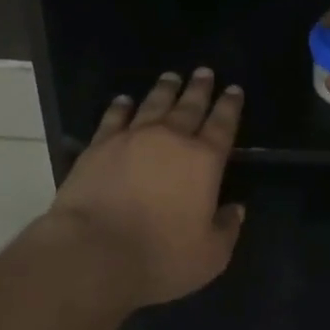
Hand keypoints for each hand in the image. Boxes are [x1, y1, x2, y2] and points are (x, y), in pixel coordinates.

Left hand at [45, 69, 245, 307]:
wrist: (94, 252)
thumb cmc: (160, 257)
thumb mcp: (210, 255)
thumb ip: (227, 229)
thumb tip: (236, 209)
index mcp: (204, 160)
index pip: (223, 125)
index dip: (230, 106)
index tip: (234, 89)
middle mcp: (171, 139)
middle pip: (190, 105)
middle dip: (200, 88)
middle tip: (205, 71)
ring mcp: (132, 137)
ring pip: (153, 104)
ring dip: (165, 89)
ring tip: (171, 77)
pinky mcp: (99, 145)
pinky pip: (114, 117)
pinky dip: (121, 106)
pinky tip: (124, 100)